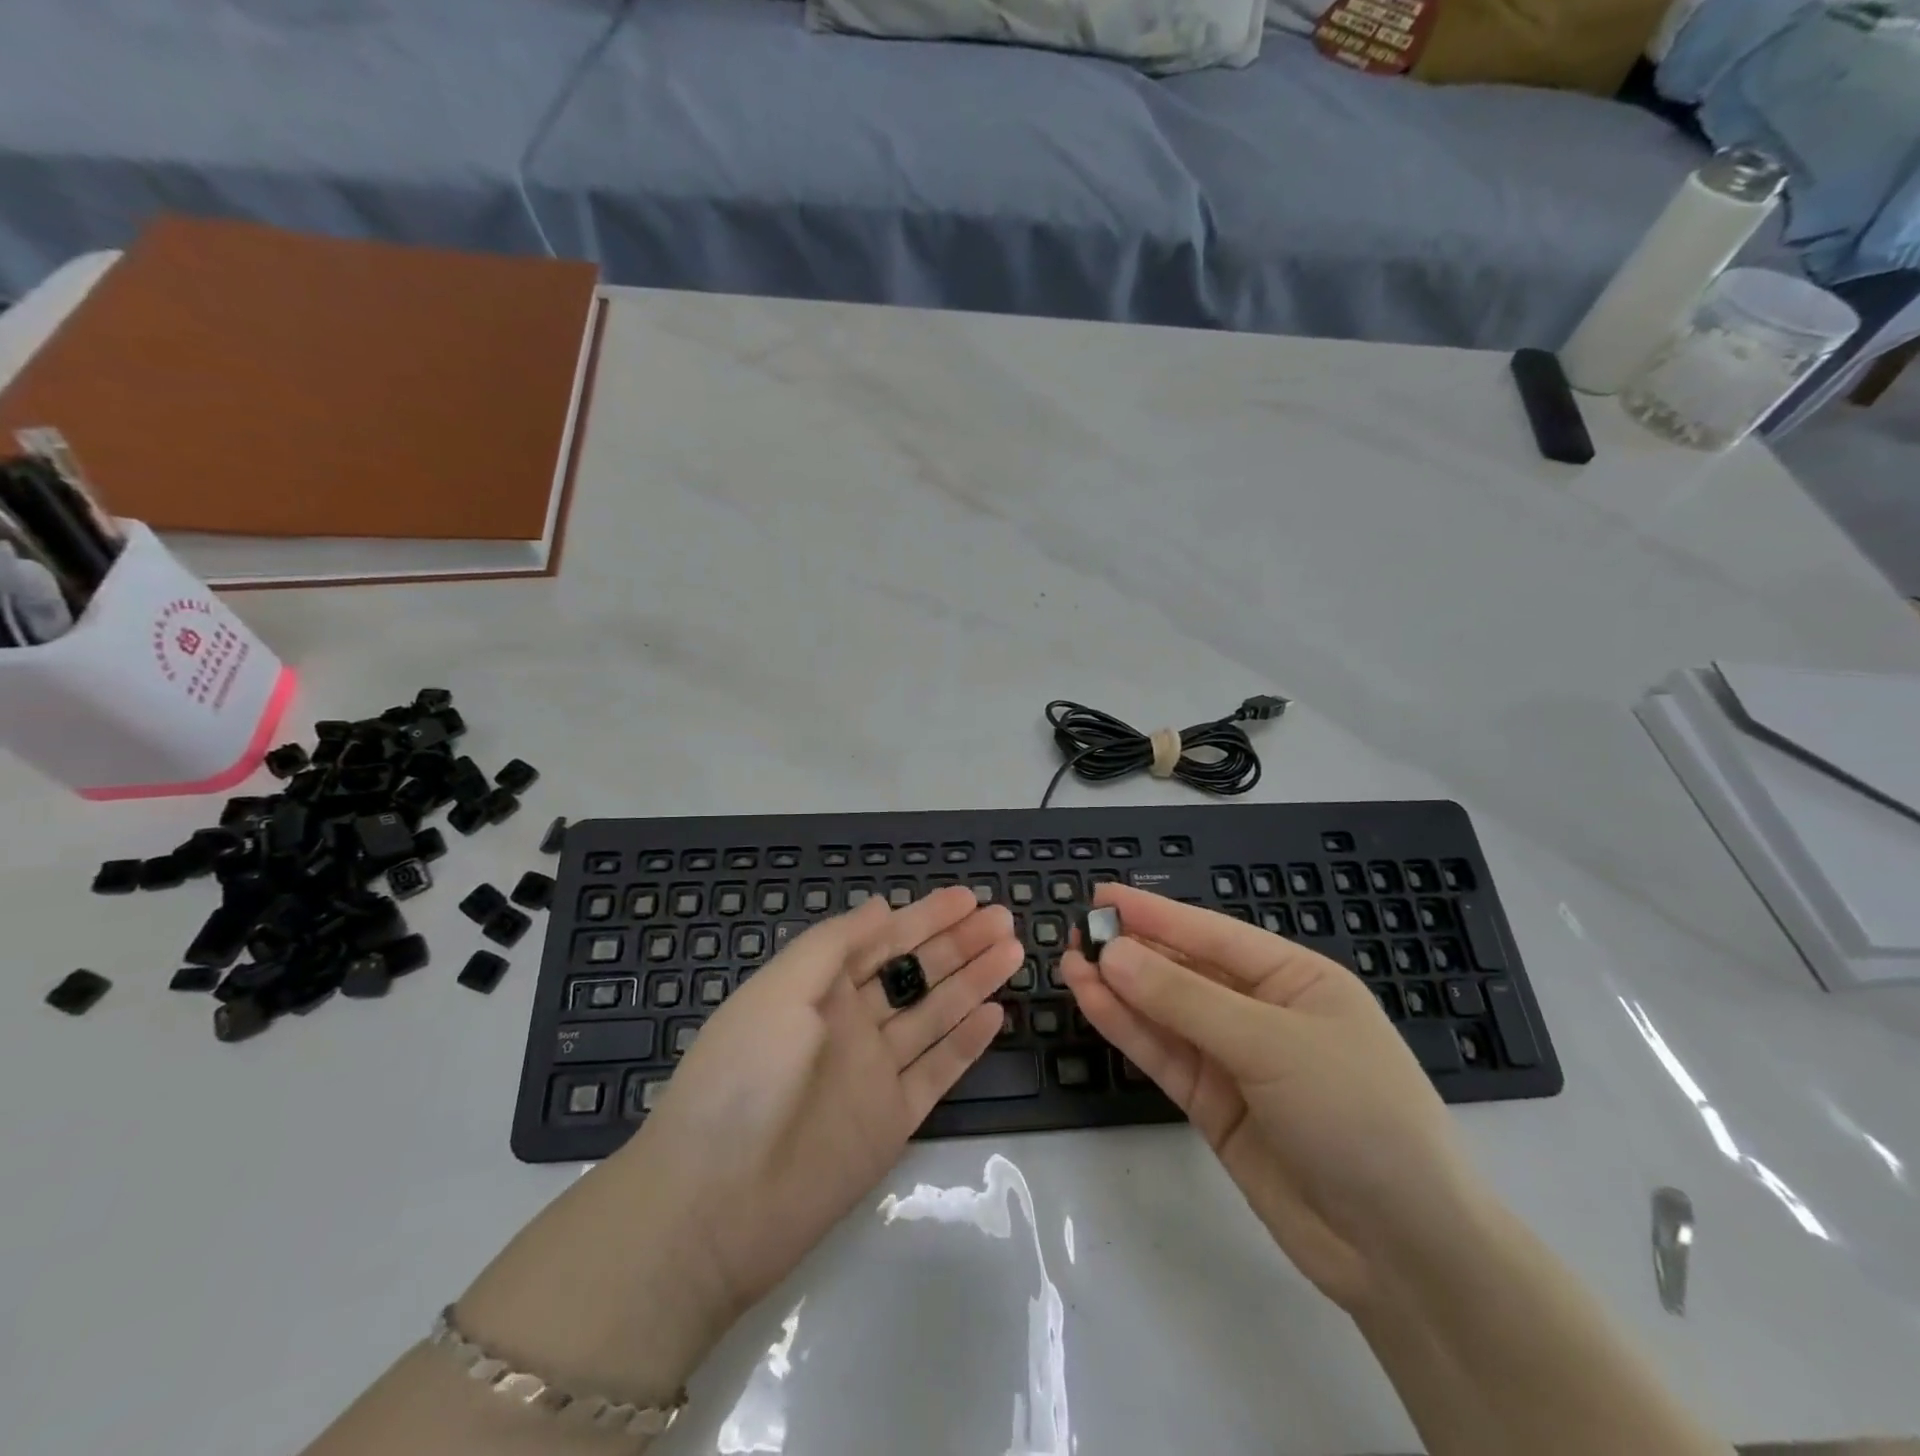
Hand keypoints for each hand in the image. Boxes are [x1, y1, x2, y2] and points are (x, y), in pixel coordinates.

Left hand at [632, 885, 1022, 1312]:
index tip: (968, 897)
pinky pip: (937, 1072)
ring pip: (936, 1015)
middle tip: (1004, 919)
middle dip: (959, 944)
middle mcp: (851, 1024)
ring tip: (1013, 952)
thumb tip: (882, 907)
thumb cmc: (742, 1076)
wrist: (715, 1204)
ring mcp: (874, 1073)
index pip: (883, 941)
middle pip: (916, 974)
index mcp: (820, 989)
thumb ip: (834, 945)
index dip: (926, 917)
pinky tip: (996, 1014)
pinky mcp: (891, 1121)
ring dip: (973, 982)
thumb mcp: (779, 990)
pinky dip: (967, 1043)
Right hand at [1061, 885, 1479, 1312]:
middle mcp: (1262, 1013)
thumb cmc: (1356, 1114)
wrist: (1404, 1253)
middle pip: (1184, 972)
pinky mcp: (1214, 1106)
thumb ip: (1186, 1000)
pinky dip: (1128, 1030)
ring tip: (1069, 963)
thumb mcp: (1273, 1044)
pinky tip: (1092, 1003)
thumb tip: (1113, 953)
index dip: (1155, 913)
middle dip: (1132, 951)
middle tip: (1076, 931)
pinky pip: (1164, 1056)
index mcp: (1295, 979)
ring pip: (1165, 1014)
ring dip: (1119, 989)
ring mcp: (1236, 1061)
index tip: (1101, 894)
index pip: (1211, 934)